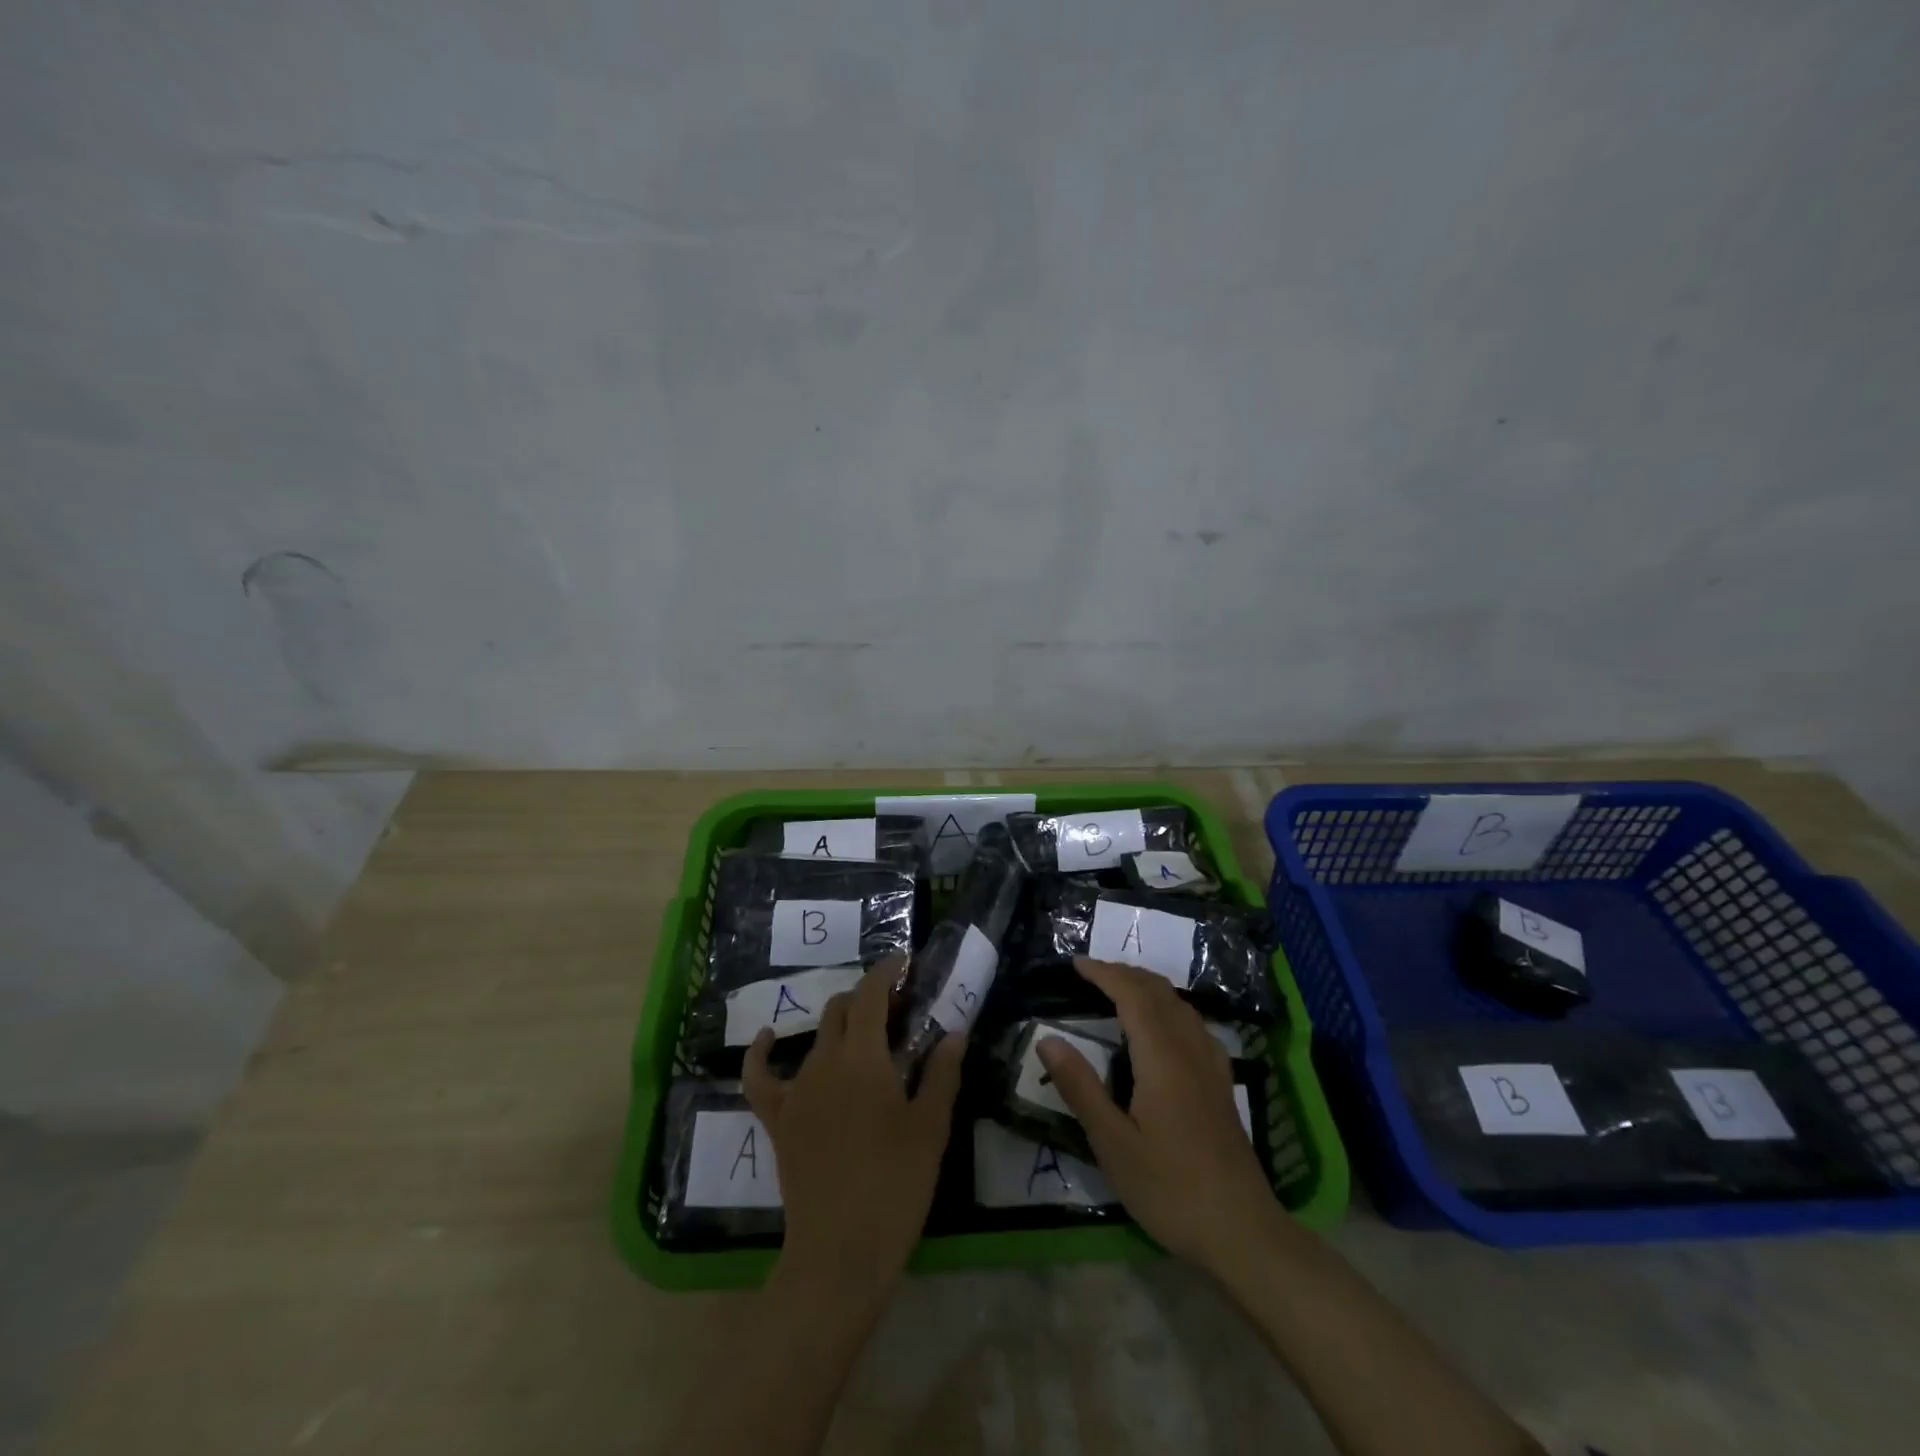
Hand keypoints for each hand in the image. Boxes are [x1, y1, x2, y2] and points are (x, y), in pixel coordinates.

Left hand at [743, 953, 965, 1298]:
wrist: (840, 1253)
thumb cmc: (895, 1186)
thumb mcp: (930, 1128)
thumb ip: (942, 1074)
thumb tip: (953, 1033)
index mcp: (864, 1058)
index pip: (871, 995)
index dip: (886, 971)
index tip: (904, 961)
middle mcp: (825, 1062)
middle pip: (843, 1009)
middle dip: (869, 997)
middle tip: (898, 1007)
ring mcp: (796, 1090)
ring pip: (817, 1037)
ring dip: (841, 1024)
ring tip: (865, 1032)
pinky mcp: (777, 1119)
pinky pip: (760, 1077)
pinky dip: (763, 1052)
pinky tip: (768, 1037)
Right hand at [1037, 956, 1284, 1271]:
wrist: (1242, 1230)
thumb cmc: (1170, 1188)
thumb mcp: (1113, 1143)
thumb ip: (1080, 1087)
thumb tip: (1047, 1039)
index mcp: (1162, 1058)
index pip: (1132, 995)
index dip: (1104, 973)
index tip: (1076, 963)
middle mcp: (1190, 1049)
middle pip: (1159, 992)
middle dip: (1124, 973)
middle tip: (1091, 972)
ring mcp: (1212, 1065)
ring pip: (1180, 1005)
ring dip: (1148, 986)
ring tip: (1119, 989)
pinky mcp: (1222, 1082)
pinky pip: (1194, 1023)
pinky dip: (1169, 1006)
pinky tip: (1163, 1026)